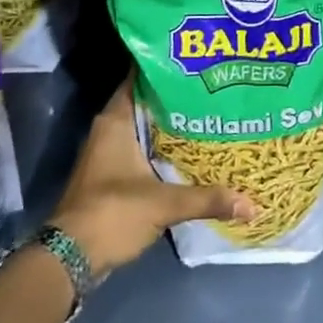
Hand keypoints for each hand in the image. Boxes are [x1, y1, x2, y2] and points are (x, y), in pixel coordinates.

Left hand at [50, 80, 253, 277]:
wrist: (70, 258)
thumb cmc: (112, 213)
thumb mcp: (165, 204)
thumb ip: (208, 198)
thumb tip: (252, 204)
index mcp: (116, 121)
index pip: (142, 79)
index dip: (168, 69)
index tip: (198, 63)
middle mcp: (110, 131)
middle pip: (148, 104)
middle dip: (178, 99)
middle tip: (214, 90)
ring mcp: (109, 154)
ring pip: (146, 129)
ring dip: (173, 126)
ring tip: (210, 117)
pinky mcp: (112, 176)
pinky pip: (143, 151)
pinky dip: (164, 150)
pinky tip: (192, 153)